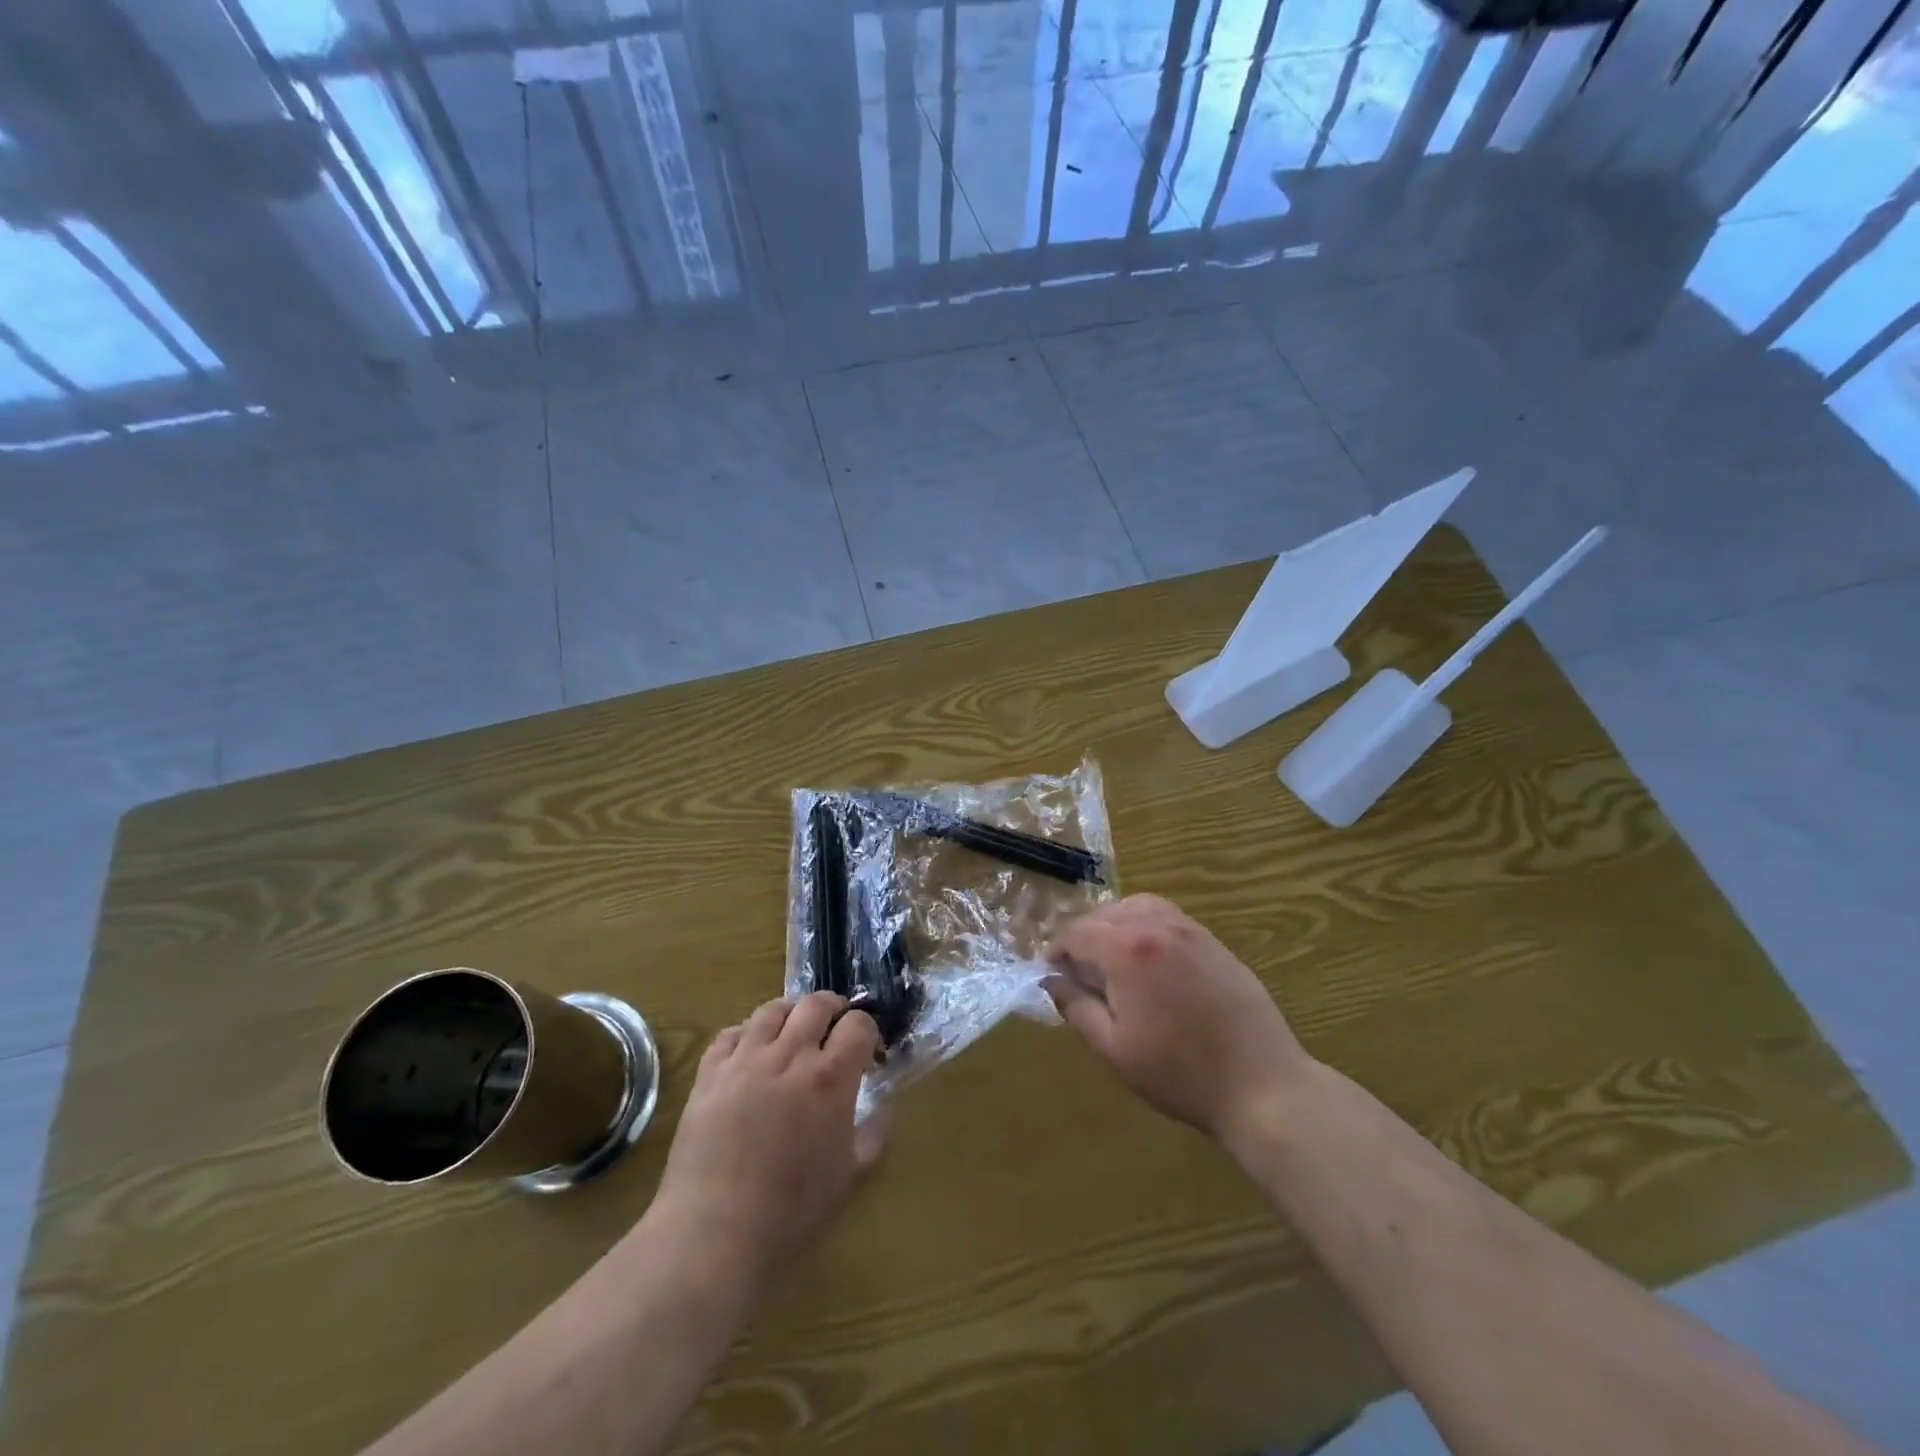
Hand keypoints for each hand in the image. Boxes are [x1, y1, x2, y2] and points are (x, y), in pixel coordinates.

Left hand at [651, 994, 885, 1284]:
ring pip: (772, 1010)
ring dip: (790, 1013)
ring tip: (793, 1030)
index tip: (867, 1050)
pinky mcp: (710, 1073)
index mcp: (830, 1077)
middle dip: (833, 1008)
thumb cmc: (791, 1209)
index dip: (867, 1030)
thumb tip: (883, 1106)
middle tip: (835, 1027)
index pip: (858, 1025)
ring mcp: (746, 1060)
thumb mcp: (849, 1177)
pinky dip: (746, 1034)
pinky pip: (730, 1033)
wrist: (715, 1230)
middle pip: (816, 1004)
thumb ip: (873, 1134)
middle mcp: (790, 1055)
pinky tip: (750, 1052)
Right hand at [1046, 895, 1310, 1149]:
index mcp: (1127, 950)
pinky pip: (1166, 916)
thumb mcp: (1114, 1049)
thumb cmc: (1180, 1072)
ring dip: (1114, 926)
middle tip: (1079, 975)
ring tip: (1111, 962)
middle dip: (1083, 938)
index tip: (1051, 975)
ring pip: (1136, 907)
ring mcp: (1190, 929)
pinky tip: (1149, 962)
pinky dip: (1145, 926)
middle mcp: (1157, 925)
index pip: (1076, 932)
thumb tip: (1052, 981)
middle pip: (1104, 914)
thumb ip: (1076, 1008)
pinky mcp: (1213, 941)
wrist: (1262, 1084)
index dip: (1056, 951)